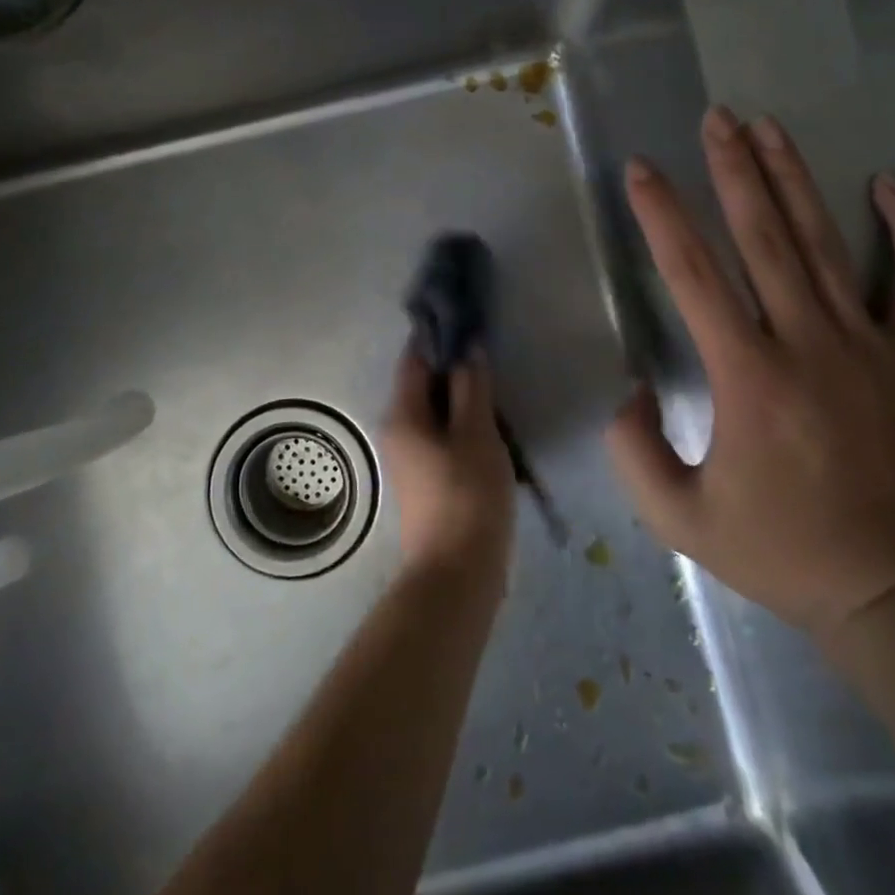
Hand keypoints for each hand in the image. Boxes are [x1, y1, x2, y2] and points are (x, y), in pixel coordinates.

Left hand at [379, 347, 515, 584]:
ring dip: (462, 397)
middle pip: (424, 384)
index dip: (439, 336)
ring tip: (497, 385)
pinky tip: (492, 425)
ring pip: (436, 412)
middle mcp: (397, 431)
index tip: (468, 319)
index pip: (415, 358)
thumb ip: (471, 388)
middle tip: (490, 352)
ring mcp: (410, 458)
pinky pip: (442, 436)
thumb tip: (468, 349)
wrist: (457, 575)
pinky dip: (463, 424)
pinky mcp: (426, 479)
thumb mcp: (477, 434)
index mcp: (403, 414)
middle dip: (454, 367)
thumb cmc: (468, 496)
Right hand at [606, 107, 894, 645]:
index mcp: (748, 375)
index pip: (693, 274)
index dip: (662, 215)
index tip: (642, 170)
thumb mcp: (681, 520)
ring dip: (795, 179)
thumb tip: (629, 395)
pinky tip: (889, 184)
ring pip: (828, 243)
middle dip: (734, 170)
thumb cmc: (786, 553)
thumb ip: (635, 454)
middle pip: (764, 237)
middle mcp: (808, 342)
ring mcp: (872, 345)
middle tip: (717, 119)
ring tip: (769, 128)